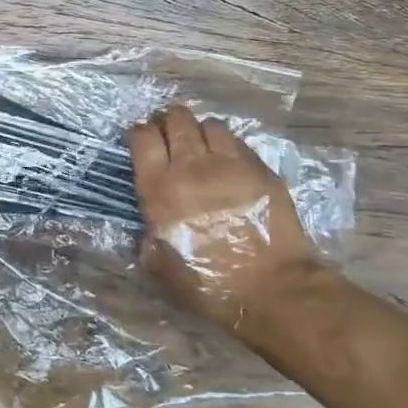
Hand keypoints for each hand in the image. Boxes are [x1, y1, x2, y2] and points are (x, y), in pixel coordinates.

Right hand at [127, 105, 322, 332]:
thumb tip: (147, 223)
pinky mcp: (259, 168)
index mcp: (160, 189)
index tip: (139, 140)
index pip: (142, 138)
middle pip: (176, 119)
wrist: (270, 288)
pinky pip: (237, 142)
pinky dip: (226, 145)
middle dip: (167, 121)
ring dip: (199, 131)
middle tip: (168, 134)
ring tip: (200, 146)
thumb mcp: (159, 265)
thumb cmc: (208, 284)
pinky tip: (227, 161)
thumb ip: (146, 235)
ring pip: (208, 124)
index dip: (138, 133)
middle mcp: (191, 166)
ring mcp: (229, 163)